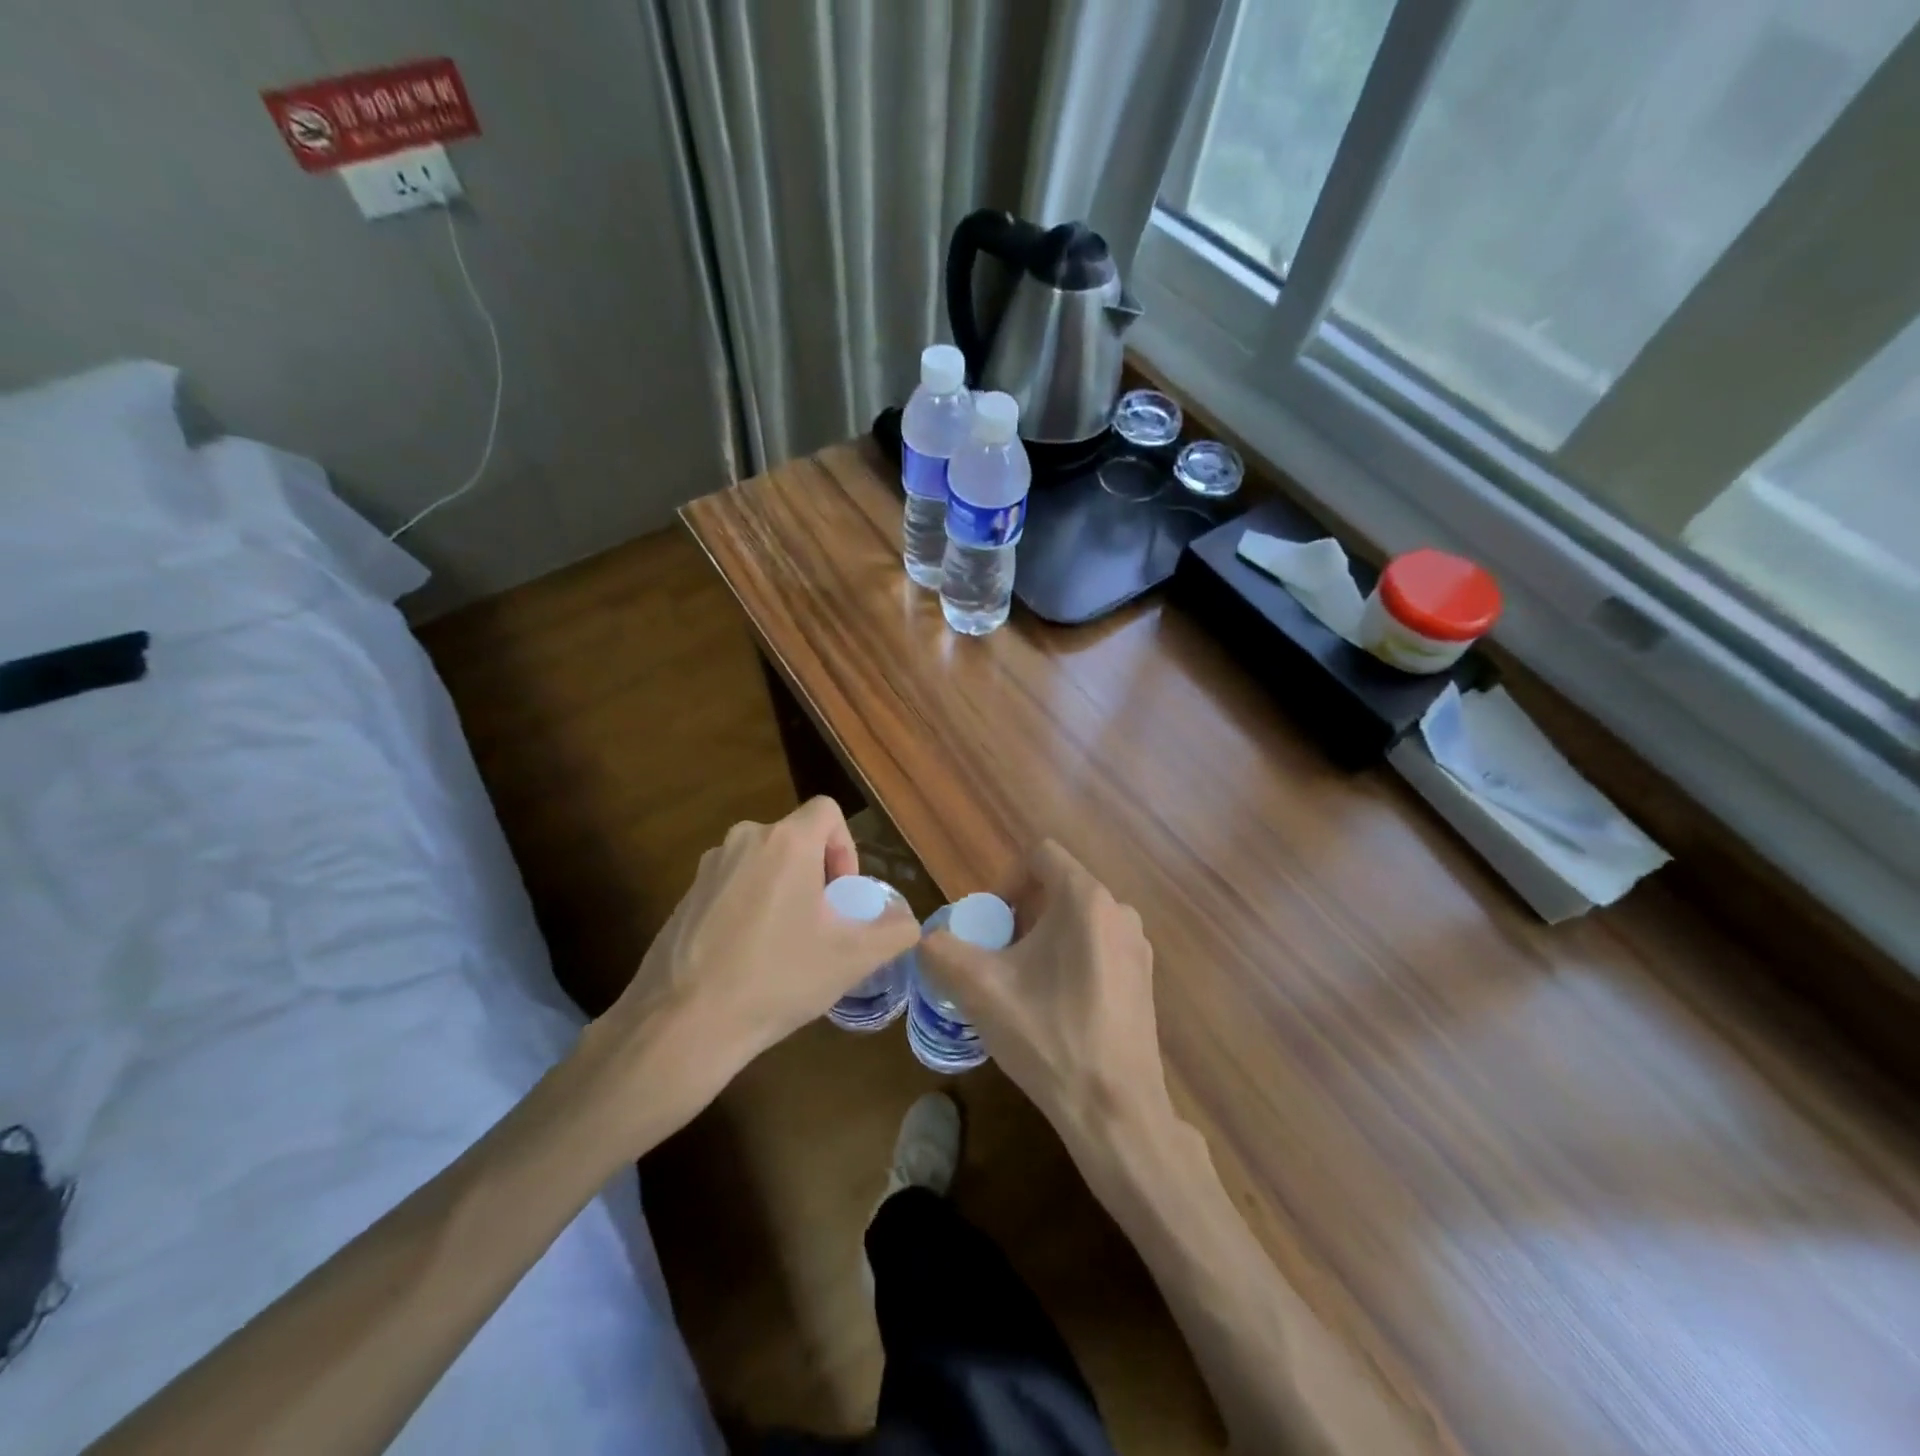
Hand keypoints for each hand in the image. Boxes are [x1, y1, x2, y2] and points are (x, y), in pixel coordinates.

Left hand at [579, 797, 920, 1141]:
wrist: (683, 1024)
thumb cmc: (777, 978)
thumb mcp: (852, 959)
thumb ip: (895, 931)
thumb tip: (907, 922)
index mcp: (785, 842)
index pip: (827, 811)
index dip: (846, 848)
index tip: (841, 896)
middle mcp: (743, 840)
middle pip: (795, 840)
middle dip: (816, 875)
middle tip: (821, 926)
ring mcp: (707, 869)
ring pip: (763, 864)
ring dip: (783, 892)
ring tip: (785, 946)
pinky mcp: (684, 897)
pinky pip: (732, 887)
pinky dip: (749, 909)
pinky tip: (747, 960)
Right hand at [919, 840, 1173, 1160]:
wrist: (1114, 1110)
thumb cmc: (1048, 1036)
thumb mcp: (979, 989)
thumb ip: (941, 951)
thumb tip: (926, 940)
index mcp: (1086, 899)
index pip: (1041, 855)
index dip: (1006, 879)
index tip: (990, 922)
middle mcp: (1120, 911)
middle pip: (1058, 889)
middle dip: (1021, 914)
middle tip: (998, 957)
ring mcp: (1137, 947)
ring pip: (1078, 921)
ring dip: (1044, 939)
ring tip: (1022, 985)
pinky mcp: (1144, 980)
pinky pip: (1098, 947)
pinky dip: (1070, 960)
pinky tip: (1055, 1008)